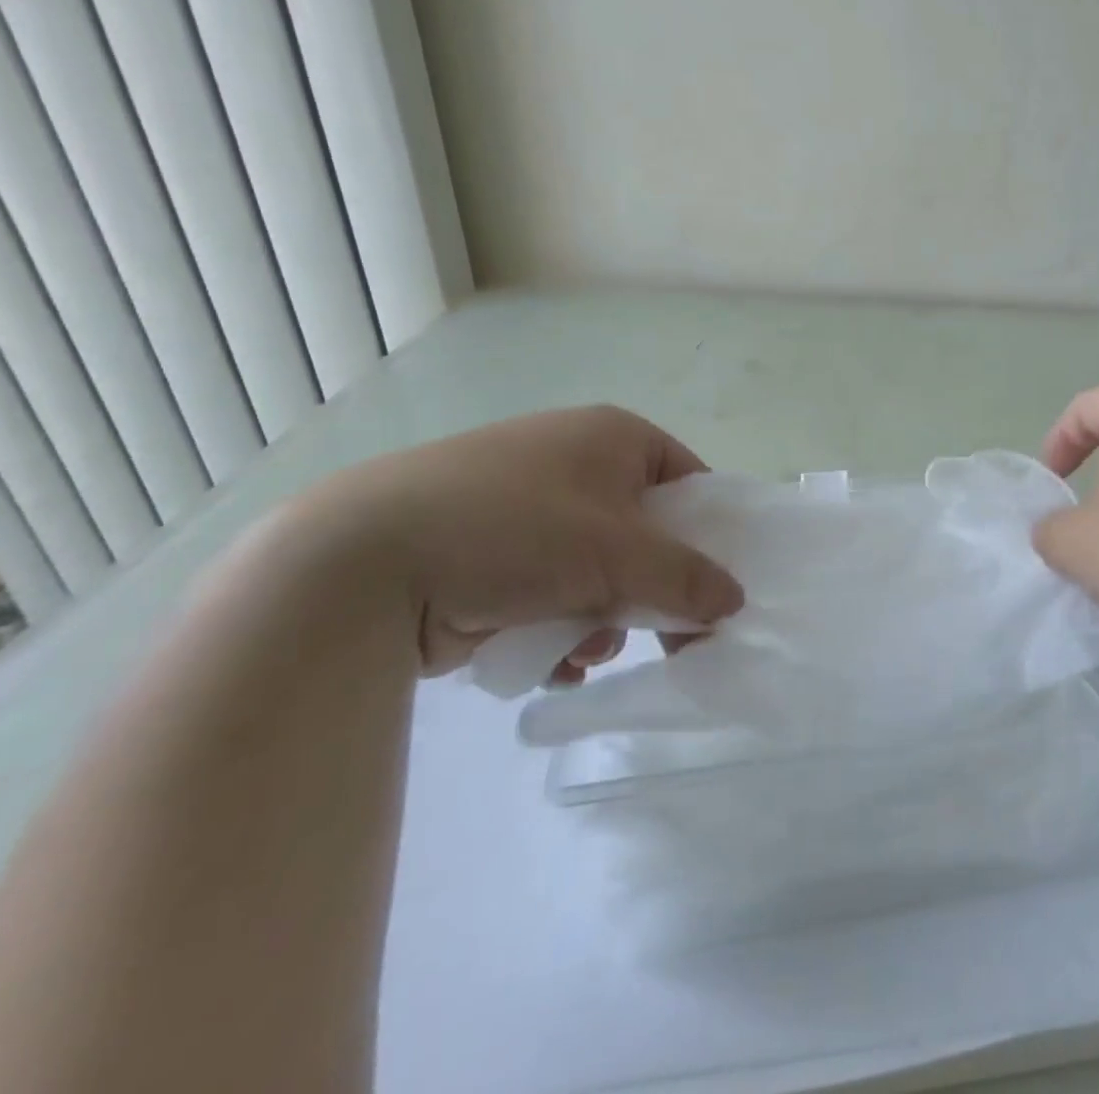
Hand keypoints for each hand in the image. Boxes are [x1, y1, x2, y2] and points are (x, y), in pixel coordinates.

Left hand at [282, 406, 743, 680]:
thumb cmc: (517, 529)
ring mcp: (525, 505)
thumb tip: (735, 601)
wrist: (362, 561)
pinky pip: (551, 588)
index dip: (707, 534)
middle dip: (651, 589)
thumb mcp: (619, 553)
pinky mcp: (487, 550)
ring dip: (605, 615)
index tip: (711, 587)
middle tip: (666, 636)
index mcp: (612, 436)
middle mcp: (573, 460)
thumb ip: (687, 578)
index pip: (688, 481)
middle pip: (644, 531)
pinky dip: (559, 625)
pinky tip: (551, 661)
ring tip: (588, 648)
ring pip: (599, 568)